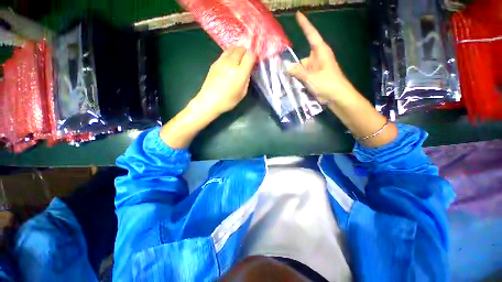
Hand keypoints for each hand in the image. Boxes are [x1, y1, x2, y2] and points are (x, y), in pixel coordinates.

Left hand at [192, 46, 256, 115]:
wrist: (209, 101)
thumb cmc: (228, 101)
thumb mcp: (242, 93)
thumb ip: (247, 80)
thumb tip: (248, 70)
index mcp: (240, 72)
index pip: (250, 55)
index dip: (254, 56)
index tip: (254, 60)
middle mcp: (231, 63)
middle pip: (241, 49)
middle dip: (246, 51)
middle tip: (247, 58)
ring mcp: (221, 61)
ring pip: (232, 48)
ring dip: (238, 50)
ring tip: (239, 57)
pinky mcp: (215, 63)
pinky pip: (225, 53)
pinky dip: (230, 54)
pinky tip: (230, 61)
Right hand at [288, 12, 356, 103]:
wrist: (337, 97)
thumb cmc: (328, 84)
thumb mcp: (311, 78)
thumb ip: (298, 71)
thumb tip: (285, 66)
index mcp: (320, 52)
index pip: (311, 34)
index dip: (304, 25)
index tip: (298, 14)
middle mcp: (317, 58)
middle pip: (302, 59)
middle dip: (296, 67)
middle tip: (287, 75)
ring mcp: (316, 68)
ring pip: (301, 69)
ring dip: (297, 76)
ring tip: (296, 85)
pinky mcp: (315, 77)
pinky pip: (304, 76)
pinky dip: (300, 80)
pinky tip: (299, 87)